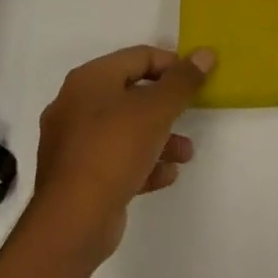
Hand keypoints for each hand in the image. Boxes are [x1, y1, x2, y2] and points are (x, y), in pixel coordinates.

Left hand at [27, 46, 214, 264]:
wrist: (71, 224)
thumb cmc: (114, 150)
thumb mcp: (157, 110)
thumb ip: (183, 80)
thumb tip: (205, 53)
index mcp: (90, 80)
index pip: (140, 56)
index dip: (172, 65)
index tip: (196, 83)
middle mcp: (75, 105)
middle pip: (133, 93)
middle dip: (167, 107)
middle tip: (190, 116)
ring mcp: (72, 143)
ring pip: (126, 129)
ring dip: (160, 137)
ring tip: (185, 154)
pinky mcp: (76, 176)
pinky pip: (115, 158)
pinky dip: (142, 162)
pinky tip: (165, 175)